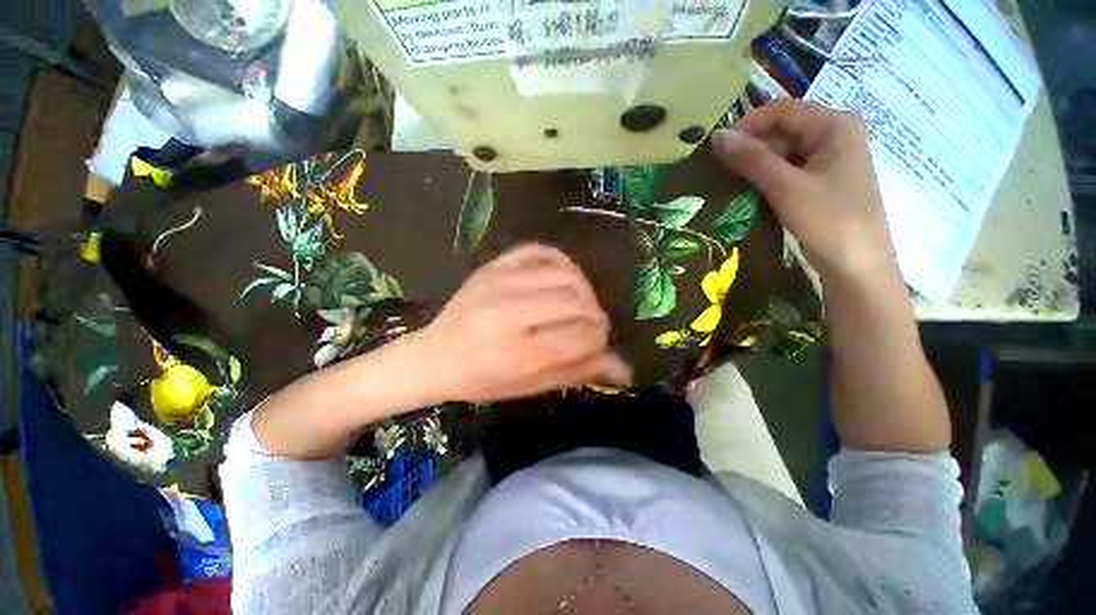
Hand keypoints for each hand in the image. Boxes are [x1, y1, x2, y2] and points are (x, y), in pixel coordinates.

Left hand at [412, 244, 631, 401]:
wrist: (434, 355)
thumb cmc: (482, 379)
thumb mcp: (530, 386)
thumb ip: (578, 372)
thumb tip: (624, 367)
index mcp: (519, 352)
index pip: (583, 335)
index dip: (601, 339)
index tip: (599, 343)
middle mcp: (511, 312)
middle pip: (579, 302)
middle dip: (595, 316)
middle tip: (590, 325)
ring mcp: (501, 281)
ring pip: (567, 275)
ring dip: (584, 290)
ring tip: (579, 305)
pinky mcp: (494, 265)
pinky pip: (542, 250)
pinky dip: (562, 263)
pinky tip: (563, 279)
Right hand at [712, 99, 899, 286]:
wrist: (857, 268)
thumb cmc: (829, 222)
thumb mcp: (787, 187)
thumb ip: (752, 159)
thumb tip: (716, 137)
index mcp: (835, 125)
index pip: (782, 110)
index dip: (747, 125)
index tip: (718, 150)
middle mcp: (834, 135)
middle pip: (783, 129)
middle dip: (750, 146)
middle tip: (720, 169)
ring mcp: (828, 160)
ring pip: (782, 151)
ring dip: (755, 164)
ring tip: (729, 181)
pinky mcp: (820, 182)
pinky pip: (787, 170)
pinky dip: (765, 178)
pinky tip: (748, 191)